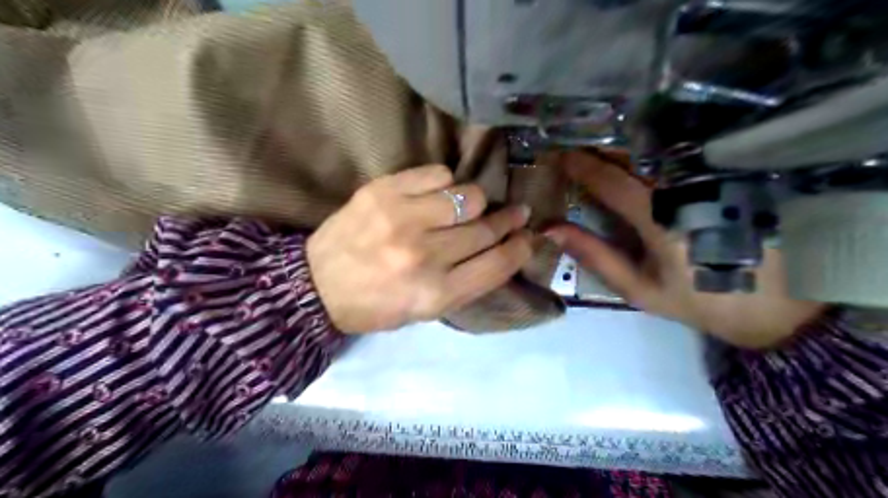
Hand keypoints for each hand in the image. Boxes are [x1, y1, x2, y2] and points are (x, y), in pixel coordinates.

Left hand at [310, 164, 529, 333]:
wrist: (316, 285)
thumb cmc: (377, 304)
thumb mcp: (426, 310)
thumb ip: (468, 282)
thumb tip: (504, 247)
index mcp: (436, 294)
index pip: (498, 264)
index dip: (521, 247)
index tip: (529, 236)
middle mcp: (424, 257)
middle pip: (486, 228)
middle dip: (507, 220)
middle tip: (515, 213)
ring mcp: (403, 220)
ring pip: (468, 196)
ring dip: (474, 202)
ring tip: (465, 208)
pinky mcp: (383, 192)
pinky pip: (438, 174)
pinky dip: (445, 183)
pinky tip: (436, 196)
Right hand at [549, 151, 825, 350]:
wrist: (772, 307)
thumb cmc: (697, 300)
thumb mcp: (637, 288)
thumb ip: (594, 255)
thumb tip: (552, 228)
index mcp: (661, 219)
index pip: (611, 181)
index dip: (581, 165)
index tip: (557, 155)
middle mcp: (686, 190)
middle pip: (633, 158)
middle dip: (597, 152)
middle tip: (570, 153)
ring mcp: (711, 180)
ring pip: (656, 156)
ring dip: (620, 152)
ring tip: (594, 157)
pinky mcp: (727, 180)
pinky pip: (679, 161)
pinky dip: (648, 159)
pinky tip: (633, 165)